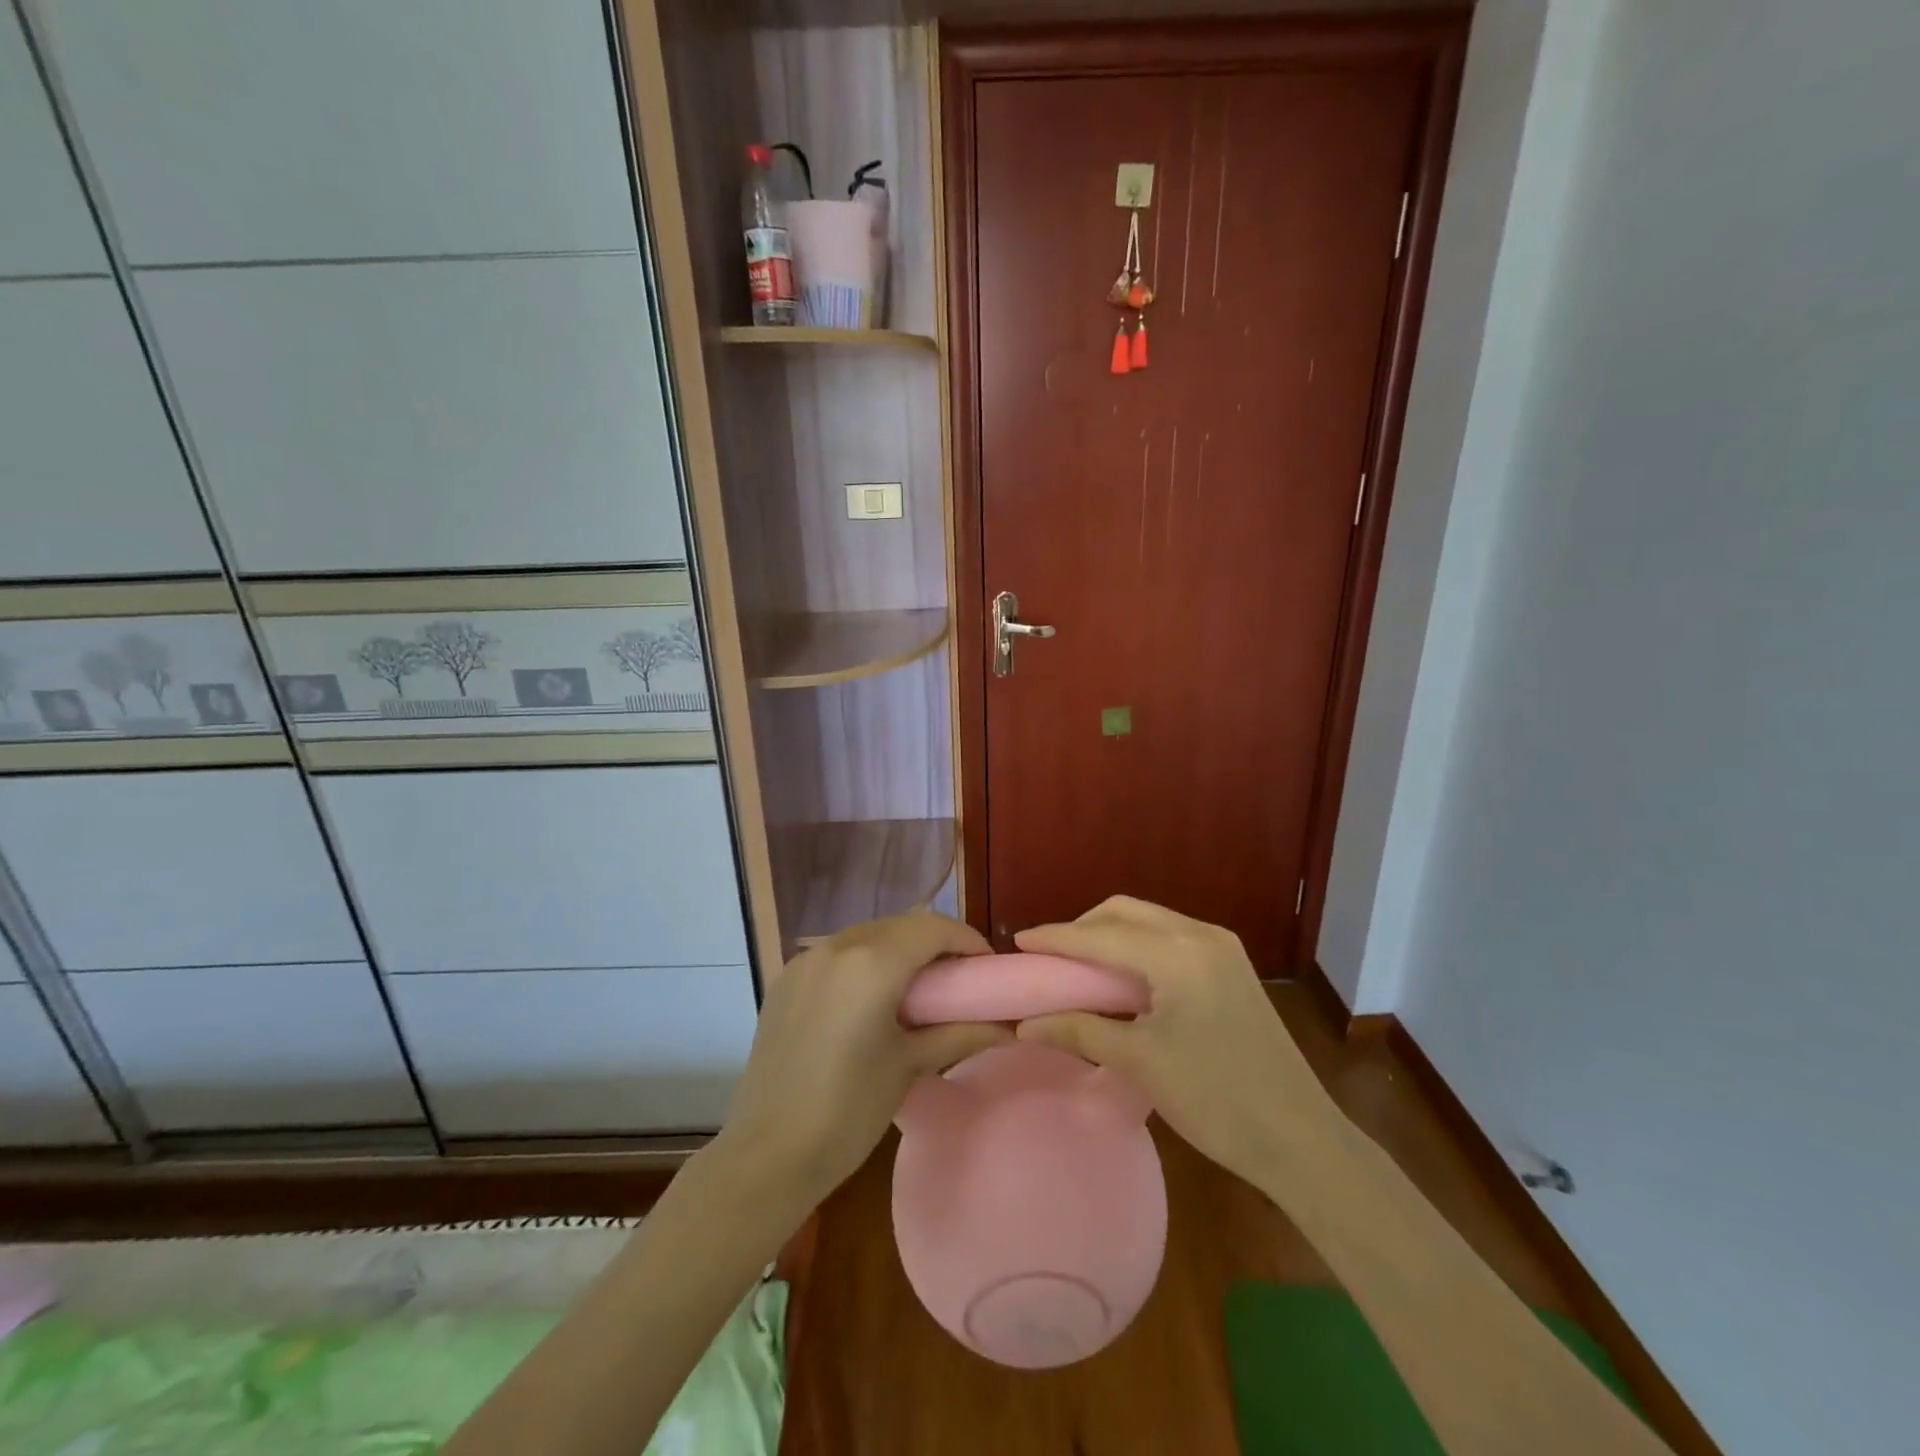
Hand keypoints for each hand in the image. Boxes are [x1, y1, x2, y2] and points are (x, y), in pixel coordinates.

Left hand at [717, 913, 1009, 1206]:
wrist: (767, 1154)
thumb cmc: (848, 1111)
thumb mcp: (909, 1066)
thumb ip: (959, 1033)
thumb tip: (1006, 1027)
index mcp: (872, 963)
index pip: (933, 928)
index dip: (966, 939)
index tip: (986, 966)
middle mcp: (837, 947)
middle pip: (900, 926)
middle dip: (935, 942)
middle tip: (958, 978)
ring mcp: (805, 960)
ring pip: (867, 935)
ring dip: (899, 948)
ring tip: (918, 987)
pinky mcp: (786, 980)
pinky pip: (837, 953)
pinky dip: (865, 960)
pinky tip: (872, 996)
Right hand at [1014, 896, 1340, 1187]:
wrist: (1299, 1138)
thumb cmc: (1215, 1100)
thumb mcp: (1140, 1062)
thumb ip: (1079, 1030)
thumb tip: (1024, 1025)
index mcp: (1178, 954)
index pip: (1101, 935)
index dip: (1056, 937)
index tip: (1019, 941)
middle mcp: (1201, 935)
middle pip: (1125, 911)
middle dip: (1083, 927)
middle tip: (1052, 958)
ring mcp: (1222, 947)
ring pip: (1150, 920)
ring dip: (1111, 934)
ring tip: (1081, 967)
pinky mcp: (1231, 964)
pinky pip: (1170, 936)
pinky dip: (1138, 946)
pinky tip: (1123, 976)